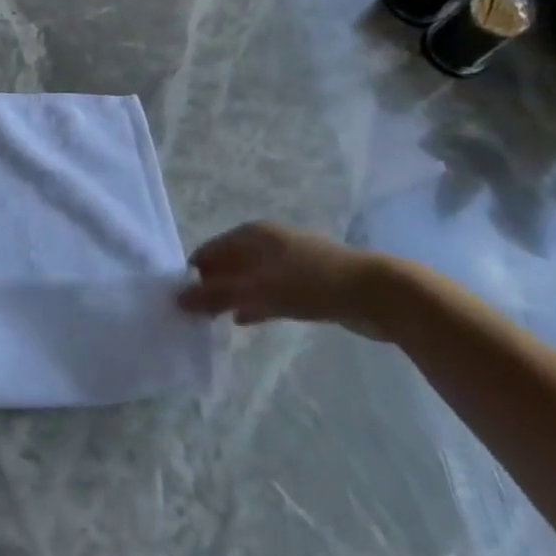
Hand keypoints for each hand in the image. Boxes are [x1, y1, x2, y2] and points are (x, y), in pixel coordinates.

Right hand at [176, 222, 392, 336]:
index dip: (193, 274)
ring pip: (249, 278)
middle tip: (195, 315)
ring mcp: (289, 261)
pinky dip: (255, 303)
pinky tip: (245, 320)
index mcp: (252, 234)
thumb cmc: (311, 284)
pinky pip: (269, 291)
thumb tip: (177, 299)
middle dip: (211, 286)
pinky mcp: (306, 282)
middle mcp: (267, 241)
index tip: (181, 302)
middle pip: (228, 263)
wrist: (378, 293)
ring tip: (214, 321)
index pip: (209, 251)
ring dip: (232, 296)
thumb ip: (216, 296)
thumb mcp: (258, 291)